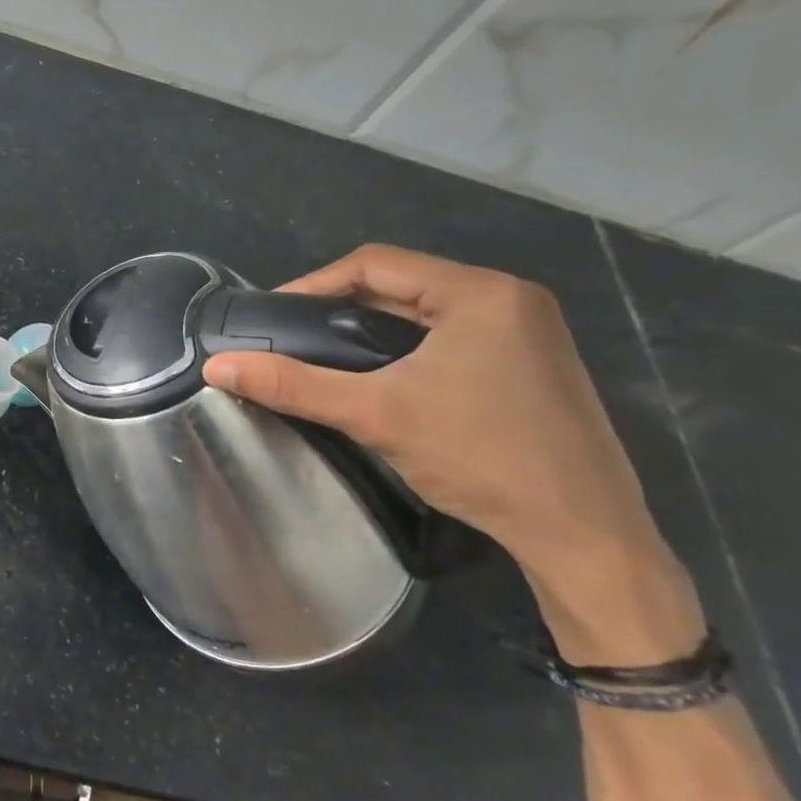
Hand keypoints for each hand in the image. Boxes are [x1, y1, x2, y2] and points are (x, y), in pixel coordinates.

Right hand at [202, 245, 703, 662]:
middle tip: (290, 334)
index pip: (375, 263)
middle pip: (400, 284)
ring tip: (322, 354)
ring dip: (370, 327)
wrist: (585, 537)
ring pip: (424, 313)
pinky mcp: (530, 366)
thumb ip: (293, 385)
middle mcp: (509, 299)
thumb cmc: (481, 457)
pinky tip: (378, 377)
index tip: (272, 314)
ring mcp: (527, 333)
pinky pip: (449, 337)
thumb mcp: (375, 414)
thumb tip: (215, 366)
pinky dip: (404, 348)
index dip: (314, 283)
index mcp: (481, 292)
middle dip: (339, 305)